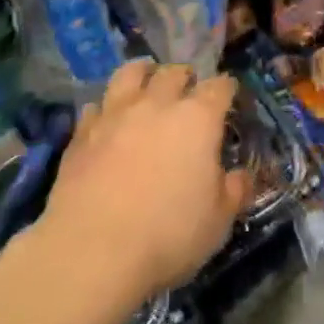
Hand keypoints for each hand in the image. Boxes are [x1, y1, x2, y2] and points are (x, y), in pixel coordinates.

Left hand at [36, 60, 249, 304]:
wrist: (91, 251)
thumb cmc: (167, 236)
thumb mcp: (217, 223)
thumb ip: (233, 192)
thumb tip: (240, 176)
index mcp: (198, 119)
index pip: (219, 87)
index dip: (226, 89)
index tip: (228, 96)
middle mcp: (158, 104)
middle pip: (174, 72)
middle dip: (185, 77)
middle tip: (188, 90)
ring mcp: (116, 114)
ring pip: (131, 73)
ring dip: (143, 73)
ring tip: (146, 81)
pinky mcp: (82, 133)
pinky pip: (96, 106)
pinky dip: (106, 108)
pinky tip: (108, 120)